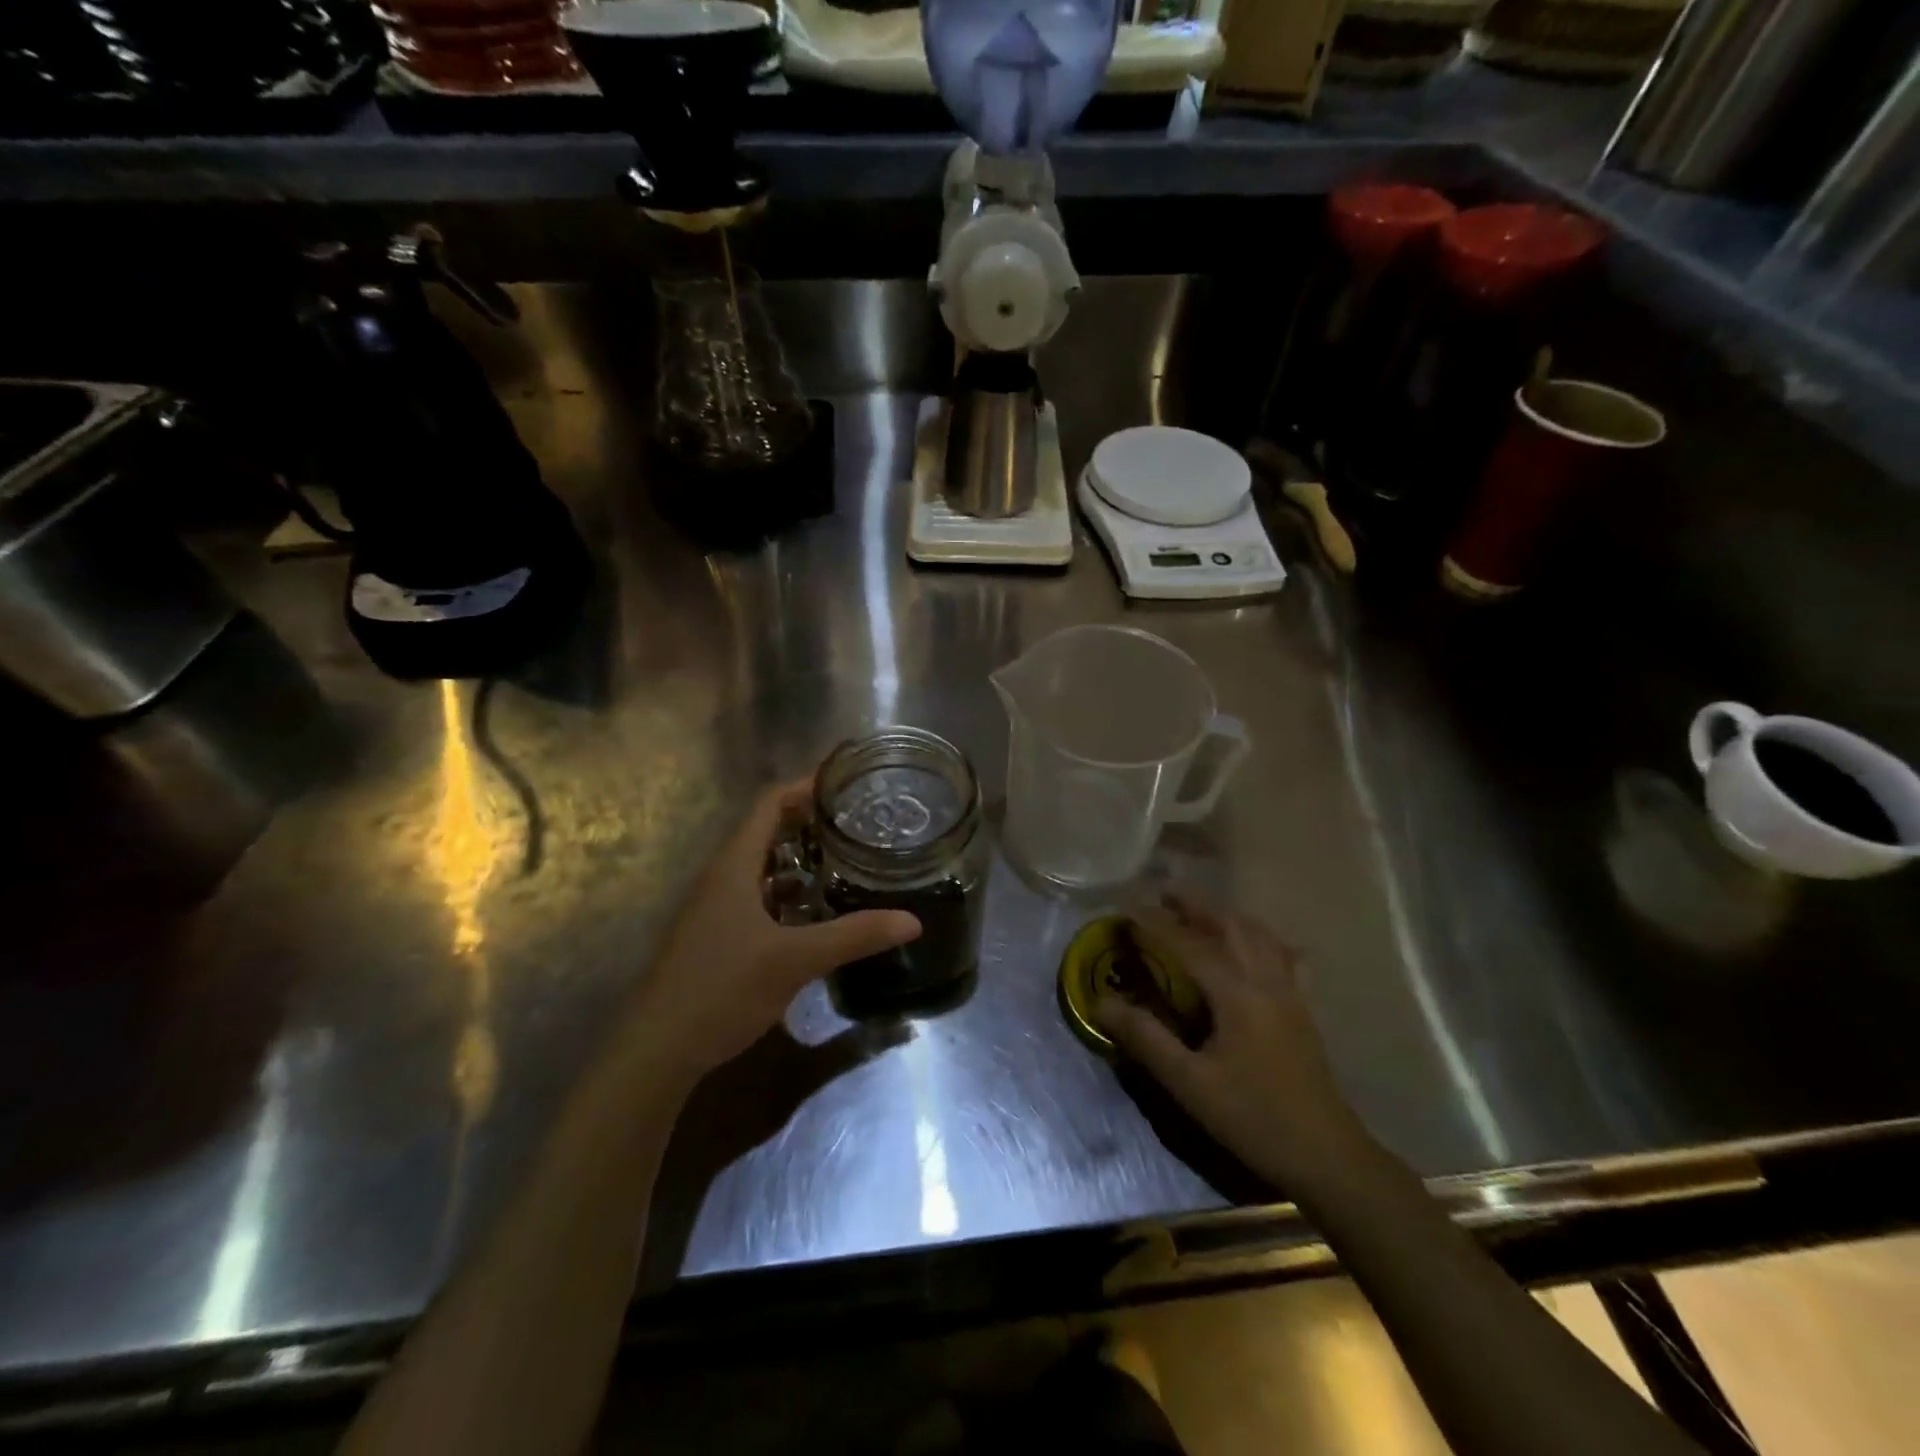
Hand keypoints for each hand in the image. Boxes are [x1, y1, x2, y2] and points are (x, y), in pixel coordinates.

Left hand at [624, 780, 920, 1084]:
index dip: (804, 786)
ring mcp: (715, 908)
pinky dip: (788, 894)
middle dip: (810, 822)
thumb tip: (912, 921)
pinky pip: (757, 898)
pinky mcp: (716, 936)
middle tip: (856, 822)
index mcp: (734, 866)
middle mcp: (722, 878)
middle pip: (767, 832)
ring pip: (763, 868)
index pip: (769, 804)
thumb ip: (854, 936)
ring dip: (800, 860)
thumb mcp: (795, 960)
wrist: (657, 1050)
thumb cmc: (722, 988)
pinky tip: (815, 914)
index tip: (845, 782)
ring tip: (845, 861)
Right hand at [1093, 893, 1368, 1192]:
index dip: (1153, 923)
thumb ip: (1145, 1038)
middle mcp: (1265, 980)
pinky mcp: (1302, 1008)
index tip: (1124, 908)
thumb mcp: (1189, 1083)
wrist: (1327, 1156)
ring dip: (1226, 915)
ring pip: (1259, 934)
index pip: (1187, 943)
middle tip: (1163, 894)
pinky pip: (1284, 955)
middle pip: (1229, 925)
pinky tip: (1257, 946)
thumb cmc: (1253, 1118)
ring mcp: (1290, 992)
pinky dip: (1263, 939)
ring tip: (1200, 912)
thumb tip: (1101, 1002)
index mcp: (1236, 993)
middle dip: (1195, 904)